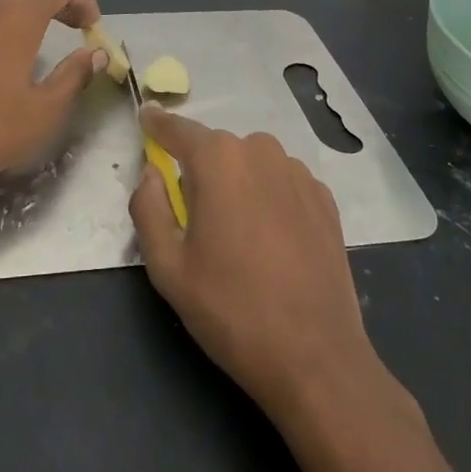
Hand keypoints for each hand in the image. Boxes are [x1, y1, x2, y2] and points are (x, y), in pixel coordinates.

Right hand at [130, 105, 377, 424]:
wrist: (315, 357)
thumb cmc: (231, 309)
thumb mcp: (167, 266)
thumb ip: (148, 207)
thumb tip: (151, 173)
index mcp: (218, 159)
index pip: (177, 129)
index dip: (157, 123)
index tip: (145, 115)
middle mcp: (260, 151)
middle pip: (216, 149)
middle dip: (200, 171)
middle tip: (194, 219)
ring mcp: (298, 173)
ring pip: (251, 164)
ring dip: (237, 184)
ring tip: (237, 236)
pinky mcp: (324, 199)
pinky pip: (281, 183)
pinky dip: (268, 198)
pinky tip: (271, 242)